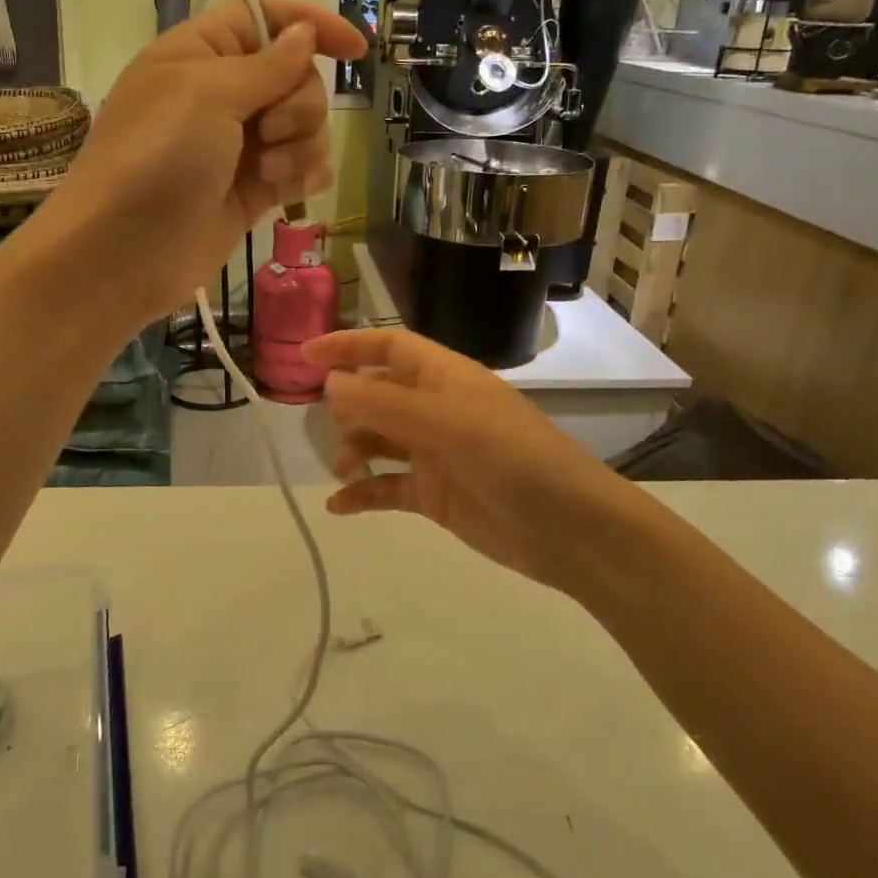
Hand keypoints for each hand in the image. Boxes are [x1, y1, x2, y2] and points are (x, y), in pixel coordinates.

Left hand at [43, 0, 365, 324]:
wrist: (125, 253)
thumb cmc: (157, 159)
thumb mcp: (208, 94)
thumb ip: (268, 64)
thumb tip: (305, 33)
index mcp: (201, 53)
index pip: (266, 17)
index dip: (312, 25)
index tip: (357, 49)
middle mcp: (223, 94)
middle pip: (296, 76)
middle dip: (299, 103)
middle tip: (269, 132)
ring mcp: (240, 145)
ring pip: (306, 126)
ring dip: (302, 145)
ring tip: (269, 172)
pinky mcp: (254, 190)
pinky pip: (302, 168)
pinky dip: (304, 175)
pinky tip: (290, 190)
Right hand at [303, 329, 632, 590]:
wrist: (571, 531)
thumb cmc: (515, 459)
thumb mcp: (448, 424)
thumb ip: (386, 404)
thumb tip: (330, 383)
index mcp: (446, 377)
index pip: (389, 347)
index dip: (349, 346)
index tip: (305, 355)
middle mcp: (437, 410)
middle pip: (379, 394)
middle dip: (348, 405)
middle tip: (329, 426)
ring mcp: (436, 454)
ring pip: (379, 441)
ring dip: (354, 451)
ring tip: (345, 471)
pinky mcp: (436, 496)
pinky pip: (388, 488)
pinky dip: (363, 495)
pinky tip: (338, 507)